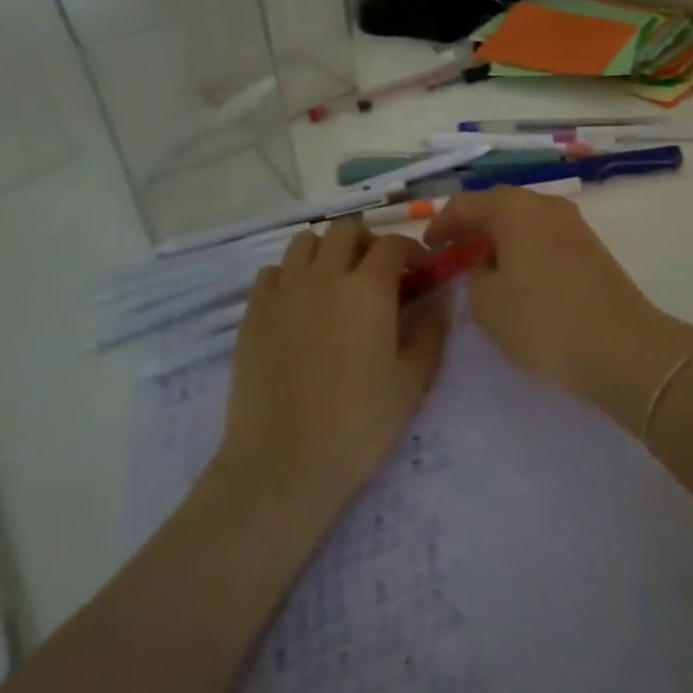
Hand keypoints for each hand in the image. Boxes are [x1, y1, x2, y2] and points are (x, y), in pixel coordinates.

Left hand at [220, 219, 448, 511]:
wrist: (283, 462)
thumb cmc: (359, 424)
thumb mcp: (413, 380)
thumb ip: (431, 328)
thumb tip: (439, 295)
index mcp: (368, 289)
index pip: (393, 245)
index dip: (411, 251)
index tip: (419, 271)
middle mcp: (323, 276)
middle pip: (346, 230)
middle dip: (369, 242)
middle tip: (379, 272)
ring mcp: (283, 291)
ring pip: (305, 242)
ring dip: (328, 250)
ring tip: (337, 281)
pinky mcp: (253, 312)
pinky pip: (273, 272)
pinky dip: (292, 275)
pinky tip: (301, 305)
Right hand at [423, 186, 692, 428]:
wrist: (621, 347)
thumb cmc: (542, 320)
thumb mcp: (486, 303)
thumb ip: (475, 275)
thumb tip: (489, 264)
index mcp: (514, 208)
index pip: (466, 204)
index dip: (441, 224)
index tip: (428, 247)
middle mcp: (546, 205)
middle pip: (500, 206)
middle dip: (473, 226)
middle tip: (453, 252)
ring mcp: (575, 226)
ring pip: (526, 222)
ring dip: (502, 239)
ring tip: (484, 267)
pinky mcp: (593, 249)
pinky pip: (546, 239)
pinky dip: (525, 251)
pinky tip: (519, 278)